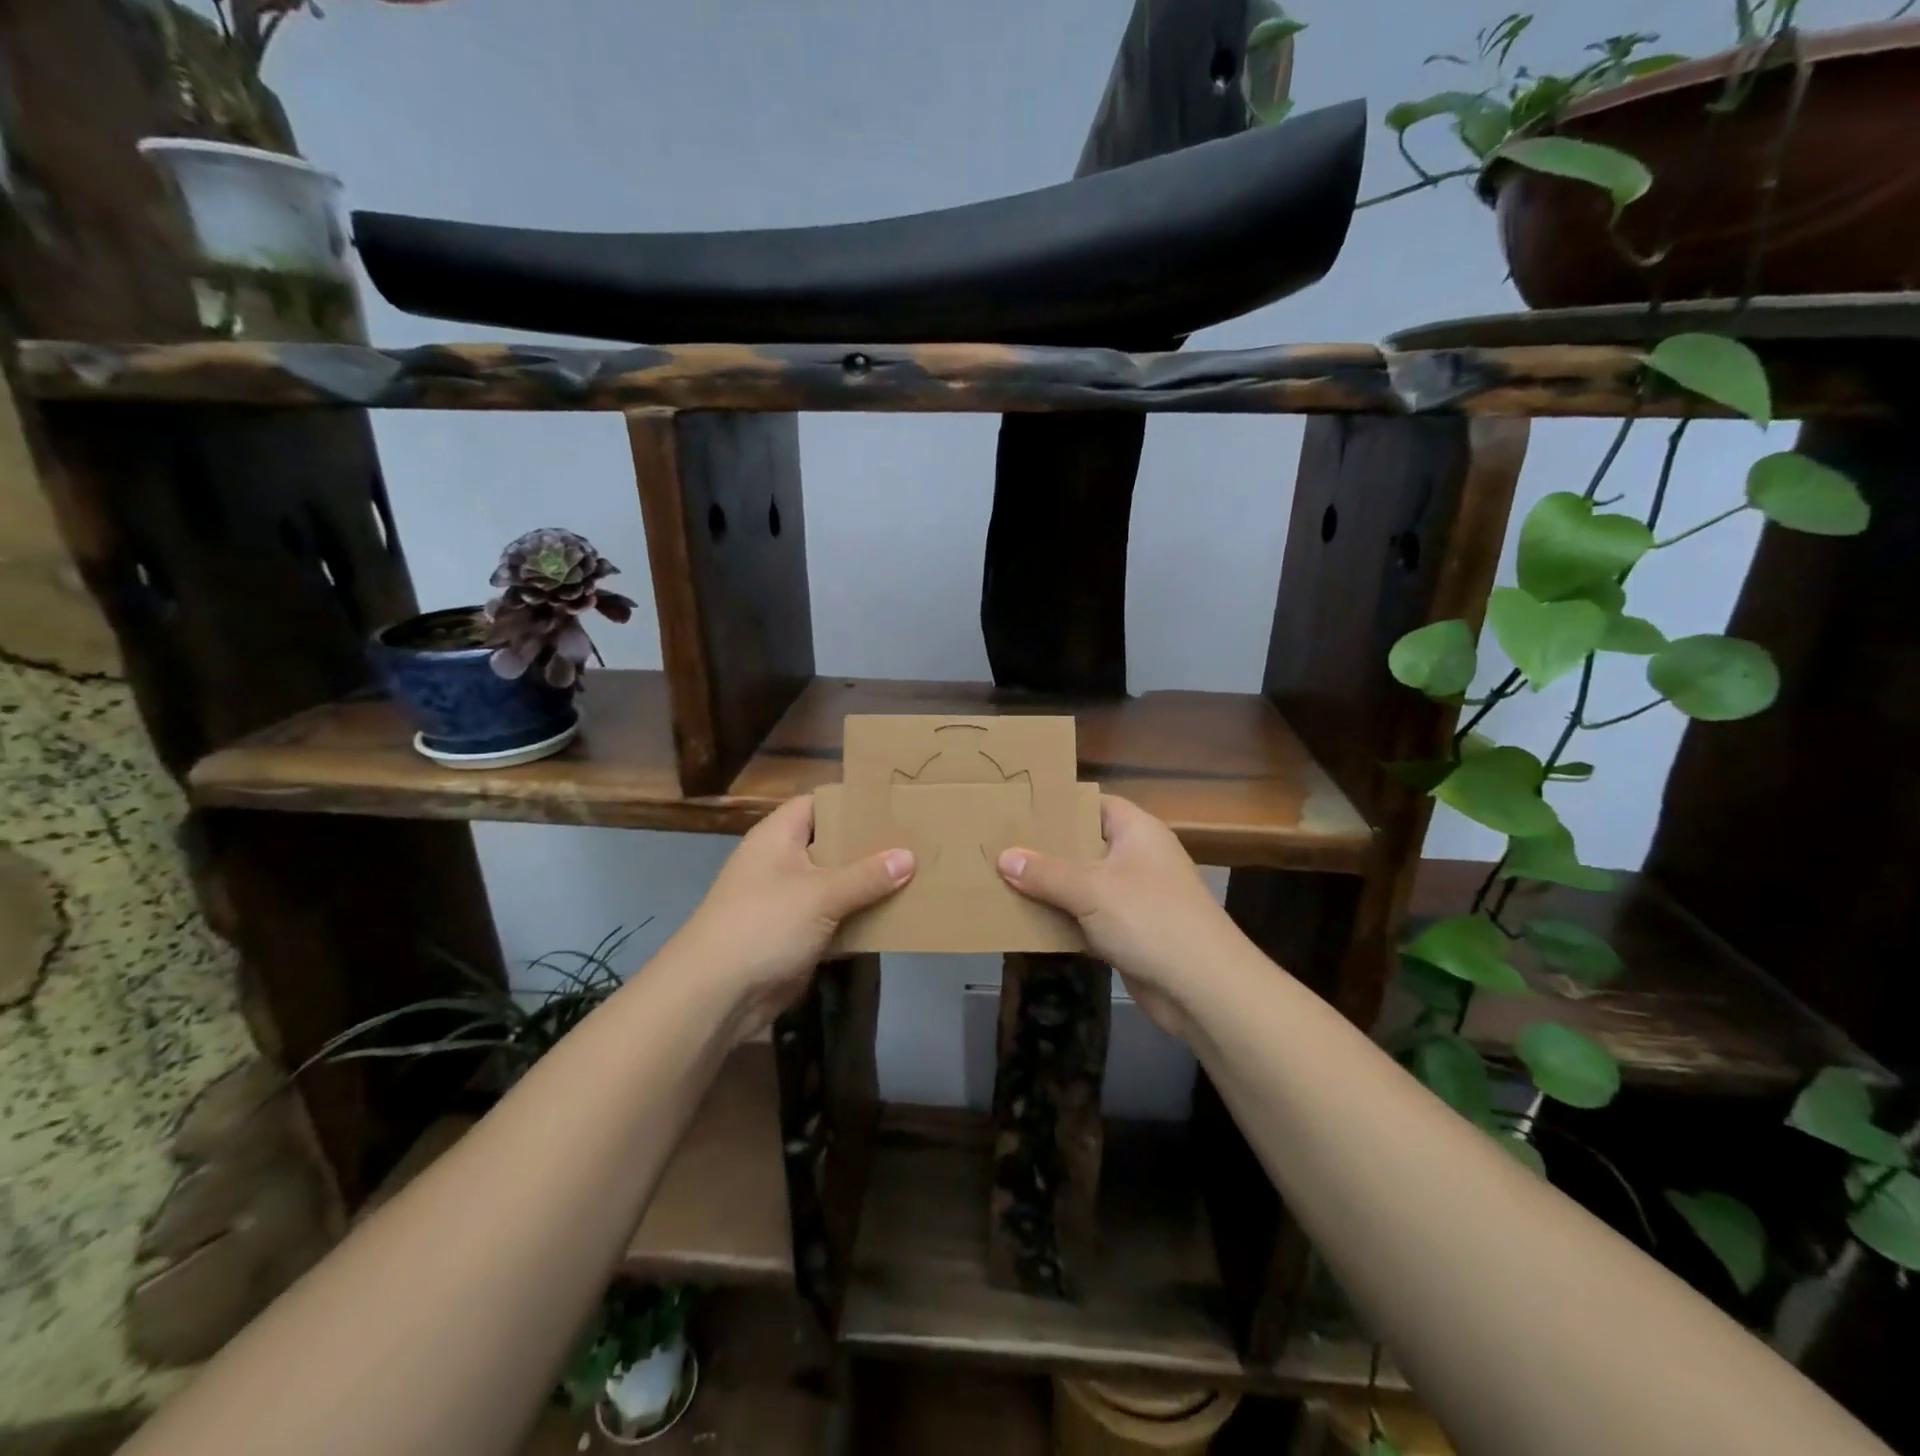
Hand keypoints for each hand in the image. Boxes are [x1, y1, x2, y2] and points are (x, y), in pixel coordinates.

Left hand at [663, 795, 912, 1039]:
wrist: (716, 994)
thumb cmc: (764, 924)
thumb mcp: (821, 894)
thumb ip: (867, 876)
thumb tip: (909, 856)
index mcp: (779, 836)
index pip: (818, 803)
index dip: (852, 800)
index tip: (893, 802)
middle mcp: (782, 861)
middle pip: (831, 844)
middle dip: (869, 846)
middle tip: (915, 840)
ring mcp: (787, 900)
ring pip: (836, 884)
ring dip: (868, 886)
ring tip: (917, 875)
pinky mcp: (795, 935)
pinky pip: (834, 919)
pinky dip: (858, 919)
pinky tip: (895, 917)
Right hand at [998, 795, 1242, 1038]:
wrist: (1203, 988)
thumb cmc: (1150, 918)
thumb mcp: (1091, 889)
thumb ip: (1045, 872)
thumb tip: (1003, 857)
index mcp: (1136, 830)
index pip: (1092, 803)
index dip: (1058, 804)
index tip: (1016, 808)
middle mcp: (1136, 856)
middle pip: (1083, 844)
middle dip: (1044, 849)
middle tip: (998, 845)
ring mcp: (1133, 896)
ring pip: (1081, 884)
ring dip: (1048, 887)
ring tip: (1001, 880)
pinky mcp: (1128, 932)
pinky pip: (1086, 917)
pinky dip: (1061, 919)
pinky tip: (1024, 920)